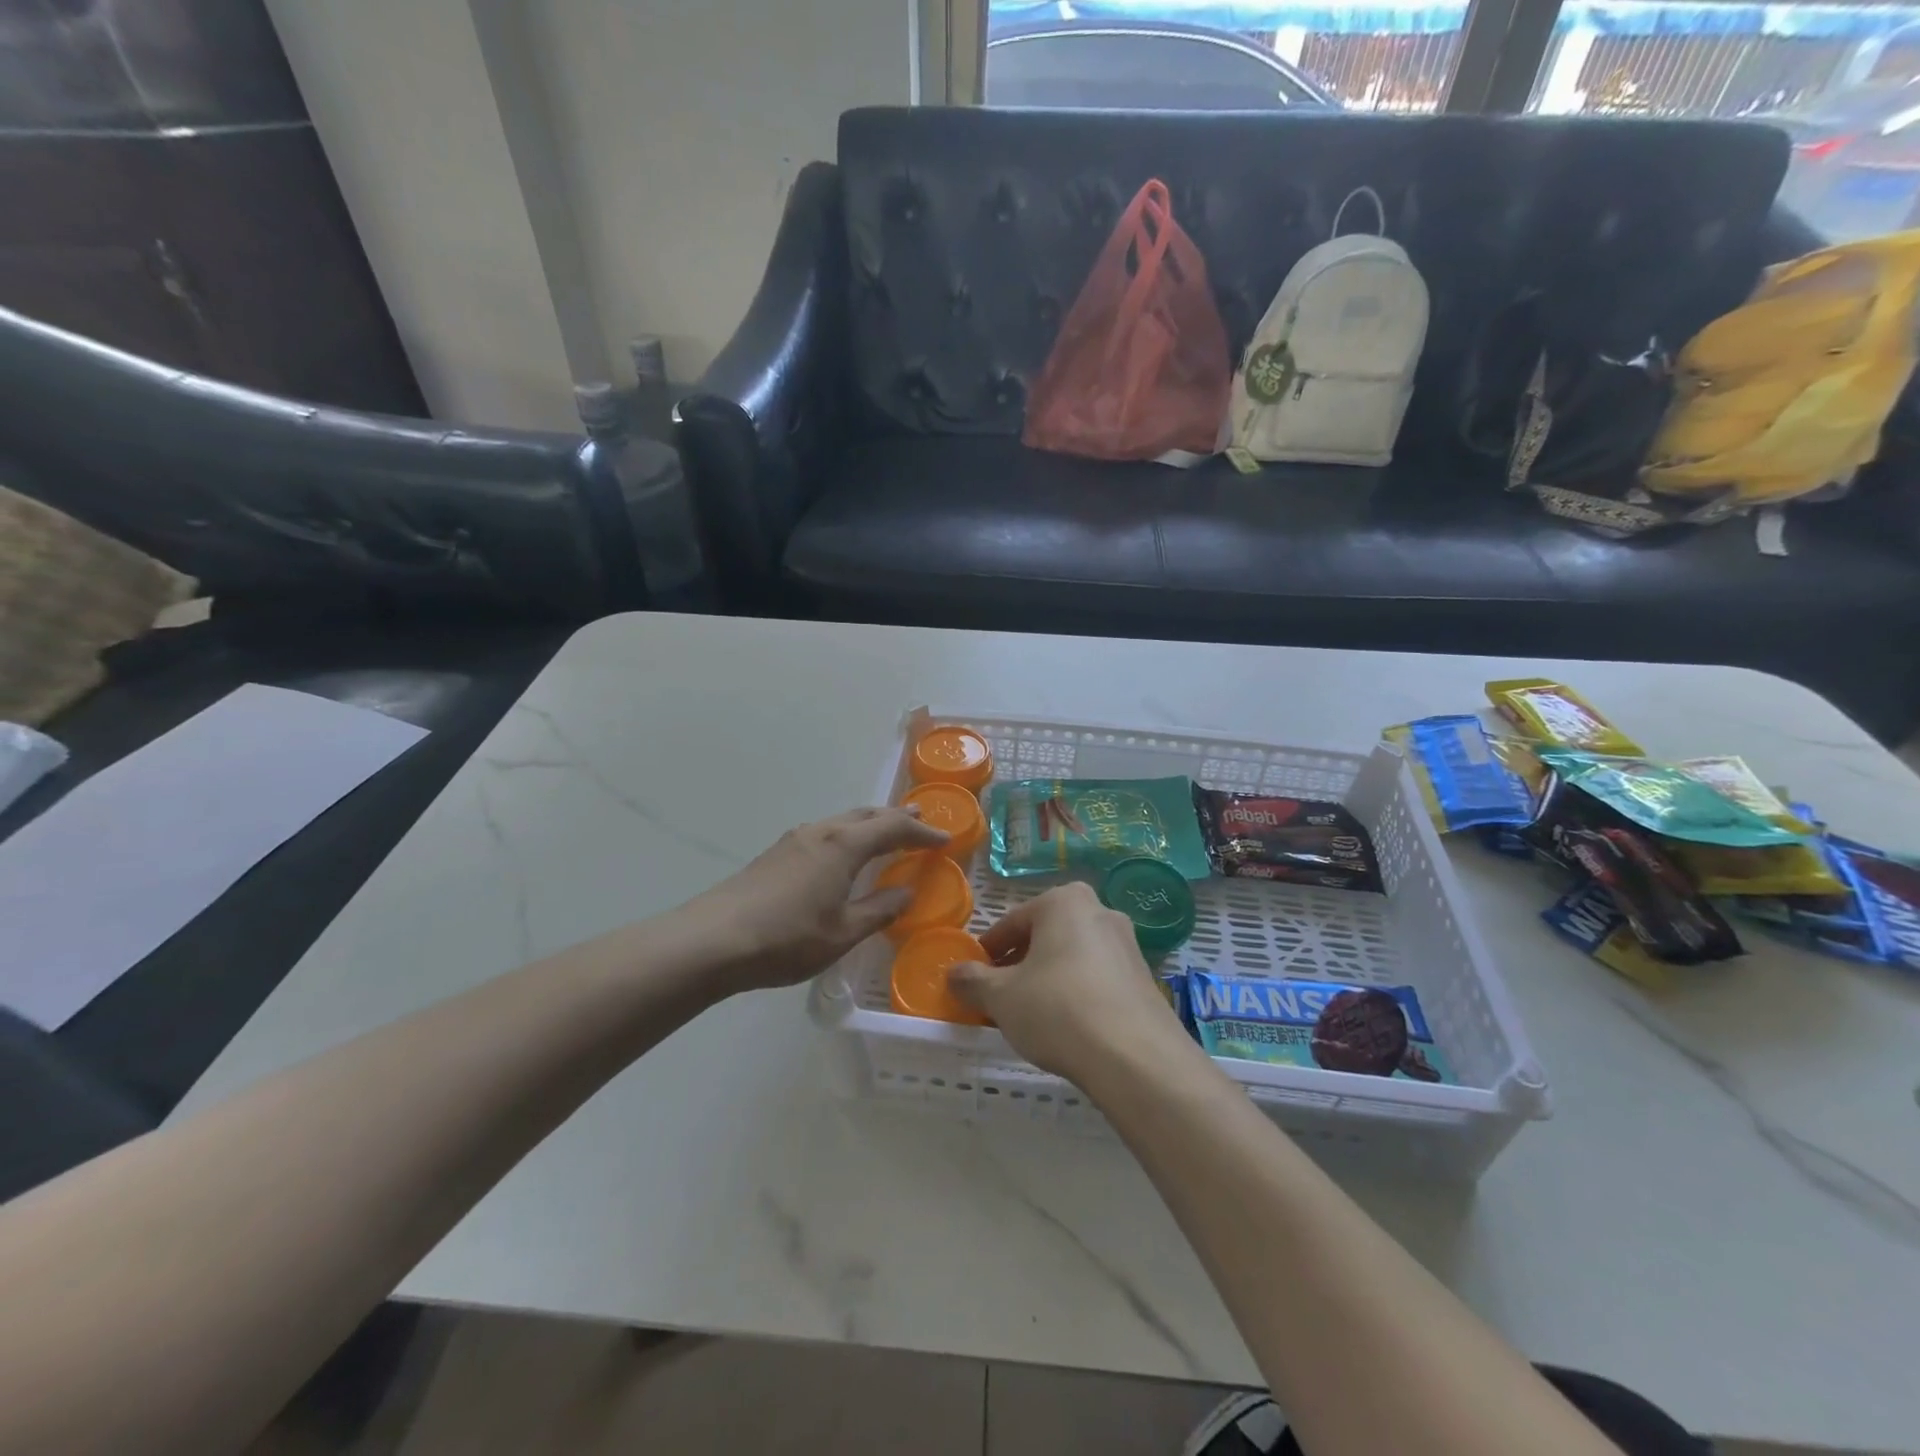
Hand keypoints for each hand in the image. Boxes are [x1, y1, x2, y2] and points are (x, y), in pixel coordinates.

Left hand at [688, 807, 948, 992]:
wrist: (713, 940)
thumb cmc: (787, 938)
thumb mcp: (843, 932)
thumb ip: (879, 910)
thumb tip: (906, 893)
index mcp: (844, 845)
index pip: (893, 828)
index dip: (922, 833)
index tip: (945, 839)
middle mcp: (821, 831)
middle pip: (866, 815)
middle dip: (896, 818)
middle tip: (920, 823)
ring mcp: (794, 839)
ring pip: (842, 821)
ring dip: (869, 824)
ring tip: (885, 834)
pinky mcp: (775, 852)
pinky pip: (824, 832)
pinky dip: (846, 835)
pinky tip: (842, 855)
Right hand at [950, 882, 1190, 1086]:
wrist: (1136, 1058)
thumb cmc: (1058, 1009)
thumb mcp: (1001, 997)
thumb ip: (972, 981)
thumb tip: (953, 973)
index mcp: (1064, 901)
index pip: (1012, 923)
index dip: (988, 953)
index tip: (975, 980)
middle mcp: (1100, 911)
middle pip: (1045, 937)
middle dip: (1020, 965)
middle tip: (1001, 999)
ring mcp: (1128, 945)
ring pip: (1072, 957)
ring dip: (1049, 980)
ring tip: (1032, 1017)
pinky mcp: (1144, 979)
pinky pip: (1097, 979)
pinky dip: (1077, 994)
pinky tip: (1068, 1028)